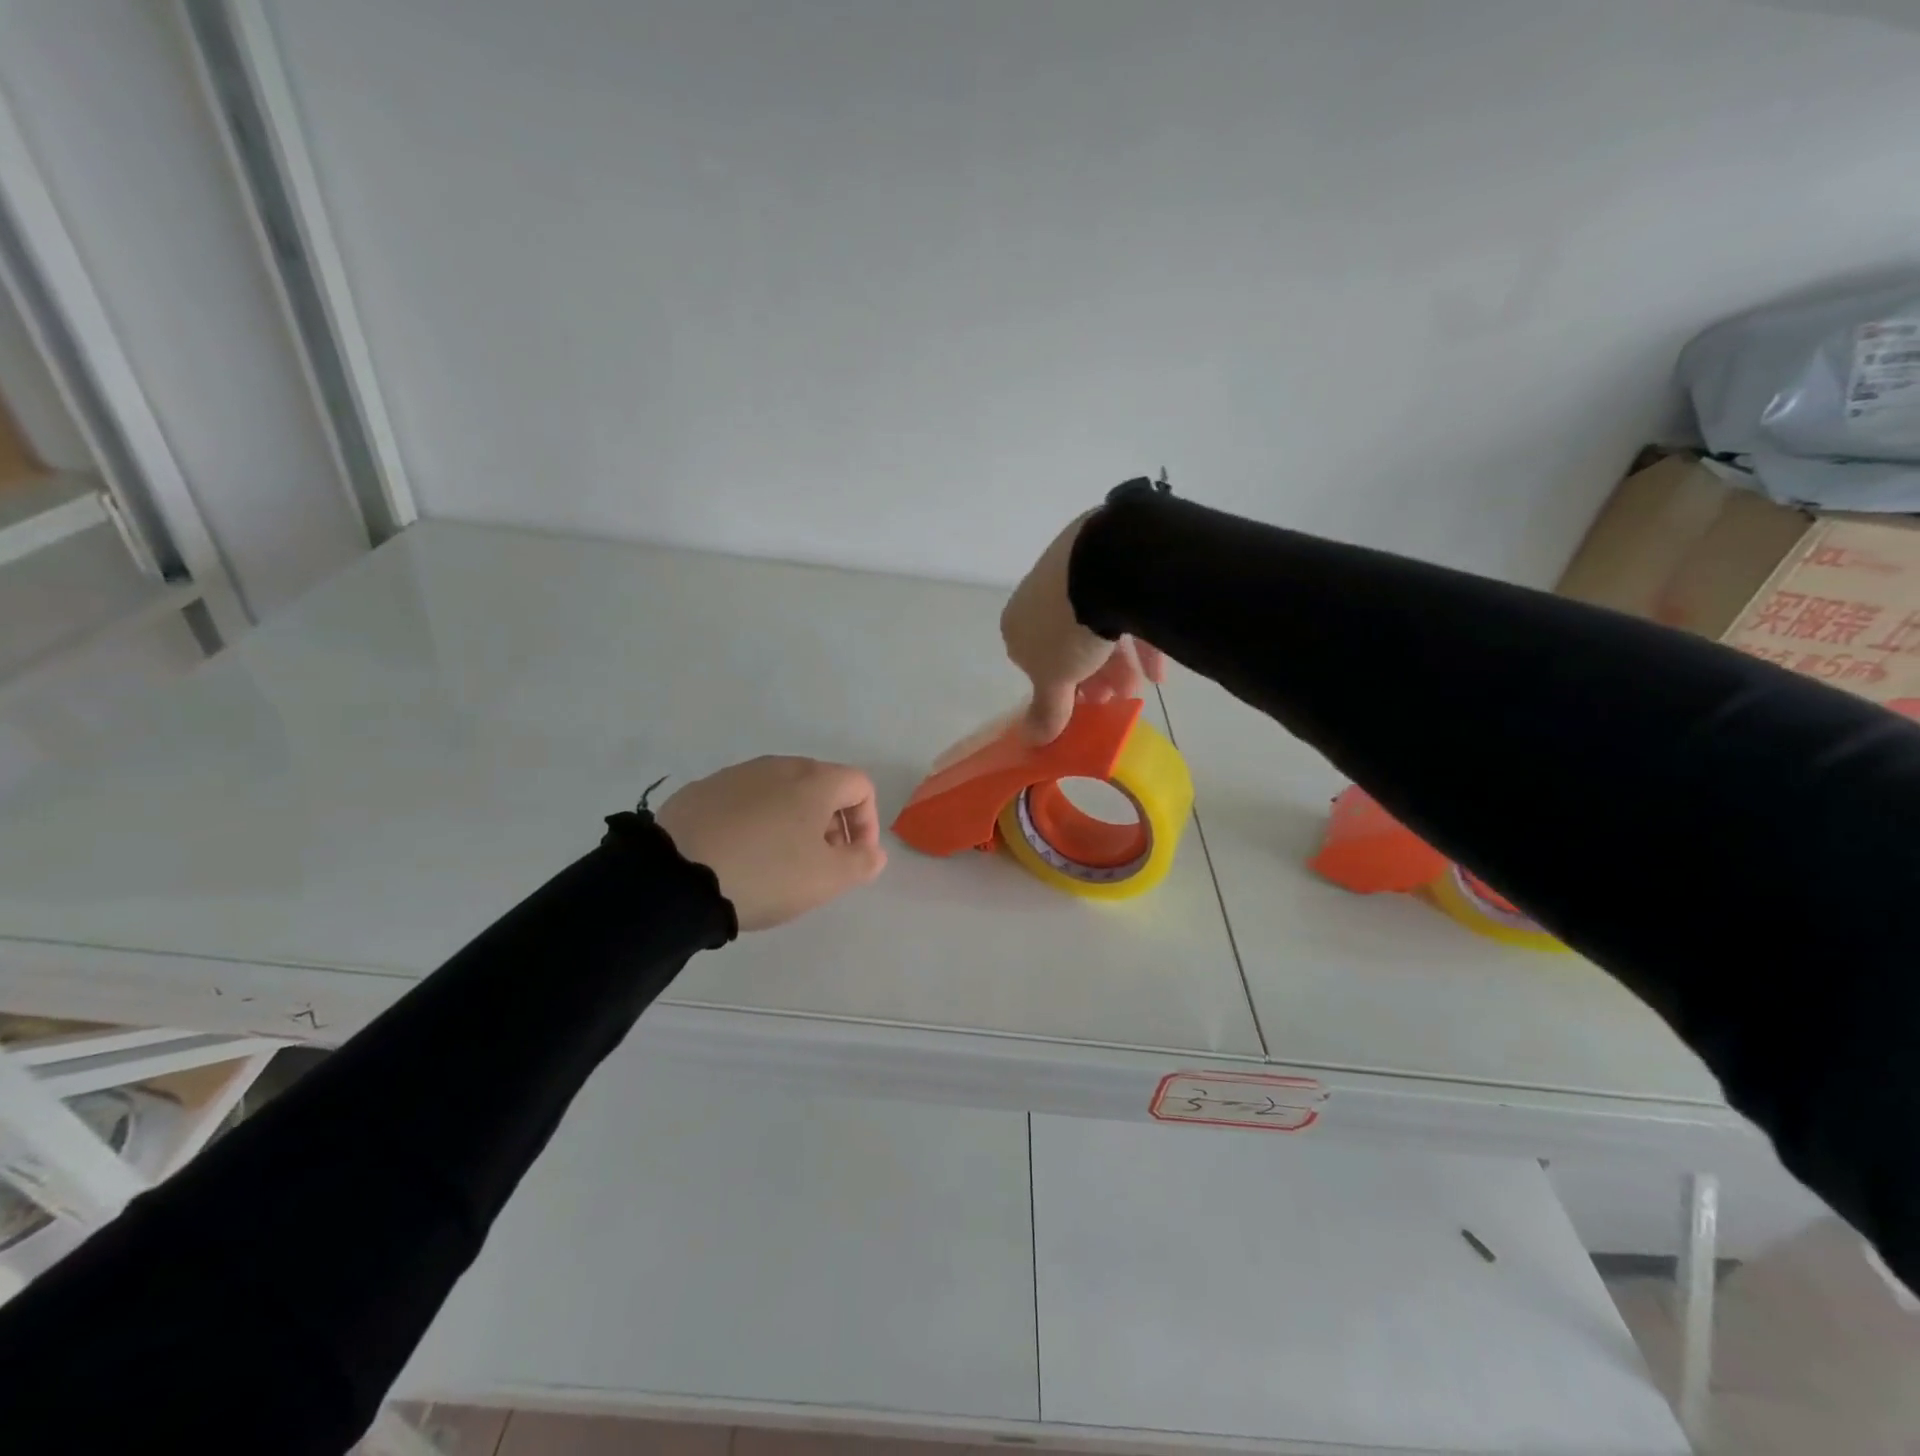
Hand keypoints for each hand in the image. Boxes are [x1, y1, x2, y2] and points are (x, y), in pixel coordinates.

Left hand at [655, 757, 885, 931]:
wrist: (676, 876)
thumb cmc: (766, 874)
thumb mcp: (827, 879)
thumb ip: (862, 863)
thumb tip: (873, 852)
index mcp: (814, 780)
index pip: (860, 786)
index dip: (867, 822)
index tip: (854, 858)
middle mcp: (778, 766)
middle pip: (821, 786)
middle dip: (830, 822)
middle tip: (820, 862)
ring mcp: (737, 774)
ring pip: (781, 792)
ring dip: (793, 821)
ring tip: (778, 862)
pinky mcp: (702, 790)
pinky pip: (744, 801)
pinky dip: (755, 821)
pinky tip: (739, 855)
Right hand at [1000, 512, 1163, 743]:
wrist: (1105, 563)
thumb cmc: (1069, 629)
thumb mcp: (1055, 680)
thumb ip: (1046, 711)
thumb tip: (1030, 742)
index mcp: (1018, 623)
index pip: (1034, 662)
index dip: (1060, 690)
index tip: (1083, 708)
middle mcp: (1041, 597)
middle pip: (1067, 645)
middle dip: (1092, 678)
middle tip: (1114, 700)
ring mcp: (1075, 574)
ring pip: (1097, 627)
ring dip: (1117, 664)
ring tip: (1138, 689)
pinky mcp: (1111, 560)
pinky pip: (1125, 607)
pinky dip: (1140, 641)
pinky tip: (1158, 668)